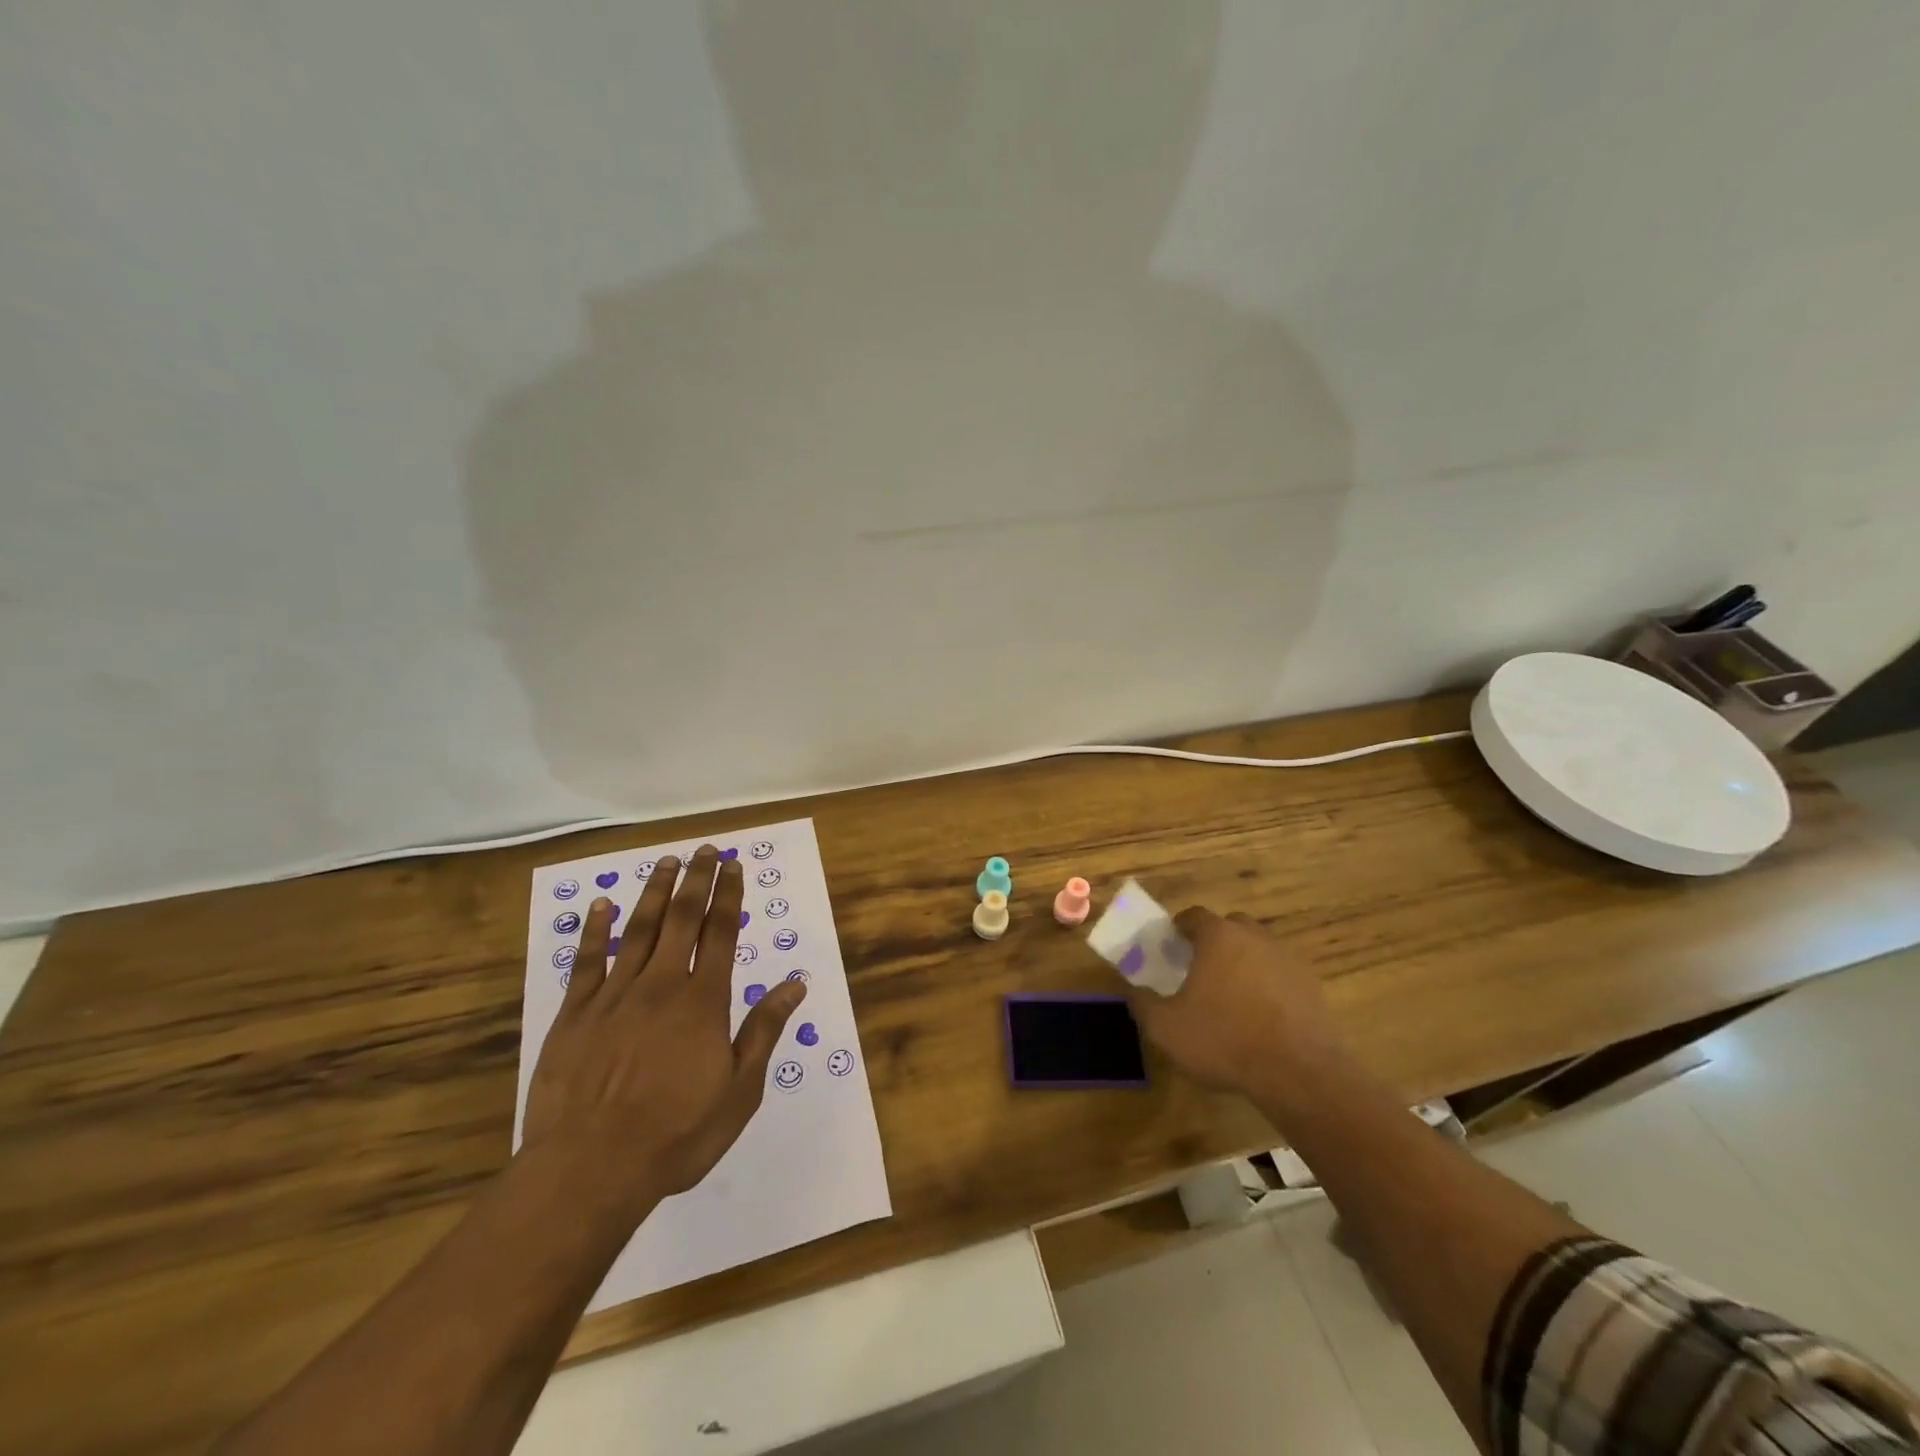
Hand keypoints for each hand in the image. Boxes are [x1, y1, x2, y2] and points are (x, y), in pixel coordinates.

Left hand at [522, 845, 804, 1223]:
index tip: (733, 866)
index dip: (729, 896)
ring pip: (638, 930)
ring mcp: (614, 996)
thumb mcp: (739, 1090)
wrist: (590, 1168)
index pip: (721, 933)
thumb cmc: (677, 1133)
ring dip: (653, 892)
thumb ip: (764, 1031)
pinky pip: (587, 961)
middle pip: (681, 919)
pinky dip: (595, 930)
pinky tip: (601, 905)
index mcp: (704, 1001)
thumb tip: (795, 984)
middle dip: (696, 880)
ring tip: (665, 862)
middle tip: (704, 850)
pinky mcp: (575, 1014)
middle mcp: (661, 985)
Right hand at [1126, 908, 1345, 1099]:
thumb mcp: (1166, 1027)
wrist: (1299, 1073)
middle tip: (1201, 969)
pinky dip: (1269, 986)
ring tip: (1232, 995)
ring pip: (1258, 949)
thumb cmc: (1224, 1039)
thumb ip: (1143, 1003)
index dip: (1180, 928)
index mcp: (1218, 937)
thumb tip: (1134, 991)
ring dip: (1244, 963)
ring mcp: (1287, 959)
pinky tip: (1261, 1016)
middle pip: (1230, 927)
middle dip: (1215, 942)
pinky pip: (1281, 975)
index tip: (1171, 946)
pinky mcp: (1312, 986)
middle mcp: (1254, 937)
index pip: (1194, 916)